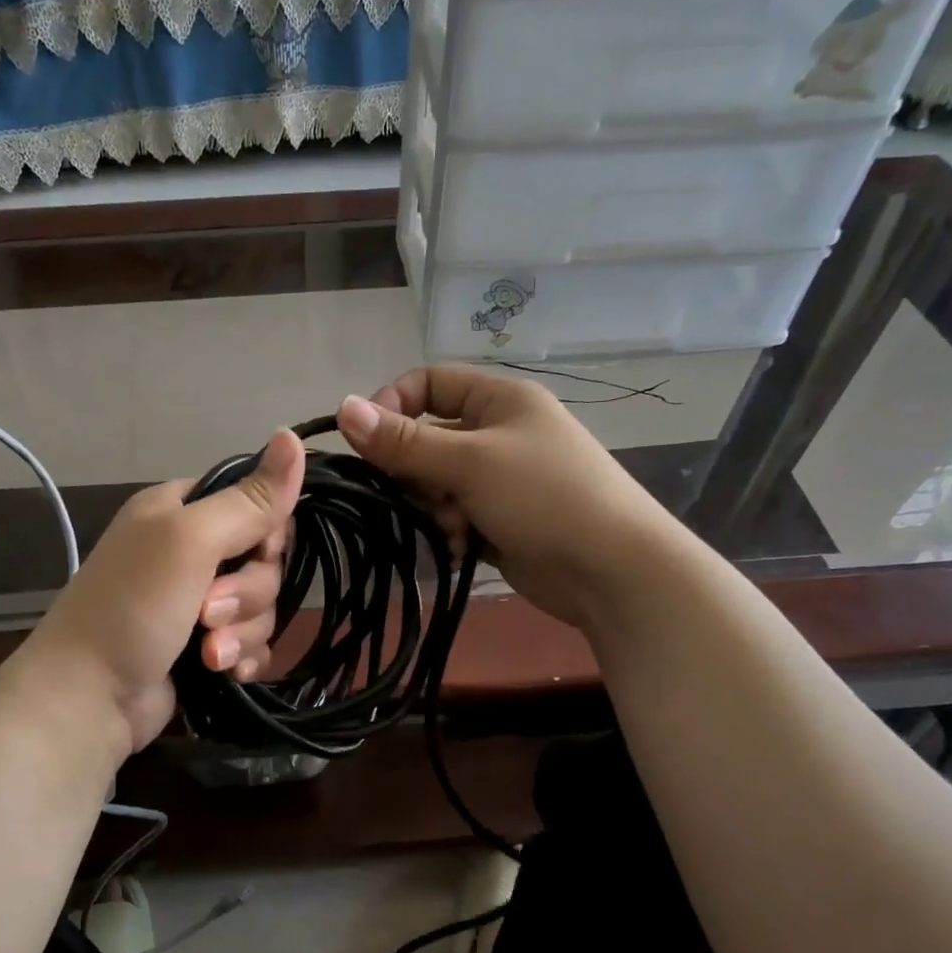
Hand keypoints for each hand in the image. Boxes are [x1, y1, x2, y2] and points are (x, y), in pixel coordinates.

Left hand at [25, 430, 304, 752]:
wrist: (88, 699)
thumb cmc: (133, 607)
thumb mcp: (189, 541)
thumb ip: (248, 499)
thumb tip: (293, 435)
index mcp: (179, 511)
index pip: (253, 503)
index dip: (268, 532)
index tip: (258, 553)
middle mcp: (188, 552)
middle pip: (262, 562)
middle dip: (247, 594)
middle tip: (208, 613)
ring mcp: (195, 604)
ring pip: (261, 607)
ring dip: (242, 632)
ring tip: (209, 654)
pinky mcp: (204, 648)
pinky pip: (251, 643)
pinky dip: (243, 657)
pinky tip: (228, 673)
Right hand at [335, 367, 675, 629]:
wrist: (609, 569)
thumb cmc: (544, 497)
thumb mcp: (470, 462)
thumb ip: (404, 441)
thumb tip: (343, 408)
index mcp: (499, 399)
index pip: (428, 383)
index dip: (393, 407)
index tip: (368, 444)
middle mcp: (498, 433)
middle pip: (426, 439)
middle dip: (415, 472)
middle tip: (423, 496)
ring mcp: (500, 480)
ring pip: (436, 483)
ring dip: (434, 508)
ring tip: (453, 528)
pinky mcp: (499, 520)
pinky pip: (453, 516)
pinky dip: (450, 531)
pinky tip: (461, 548)